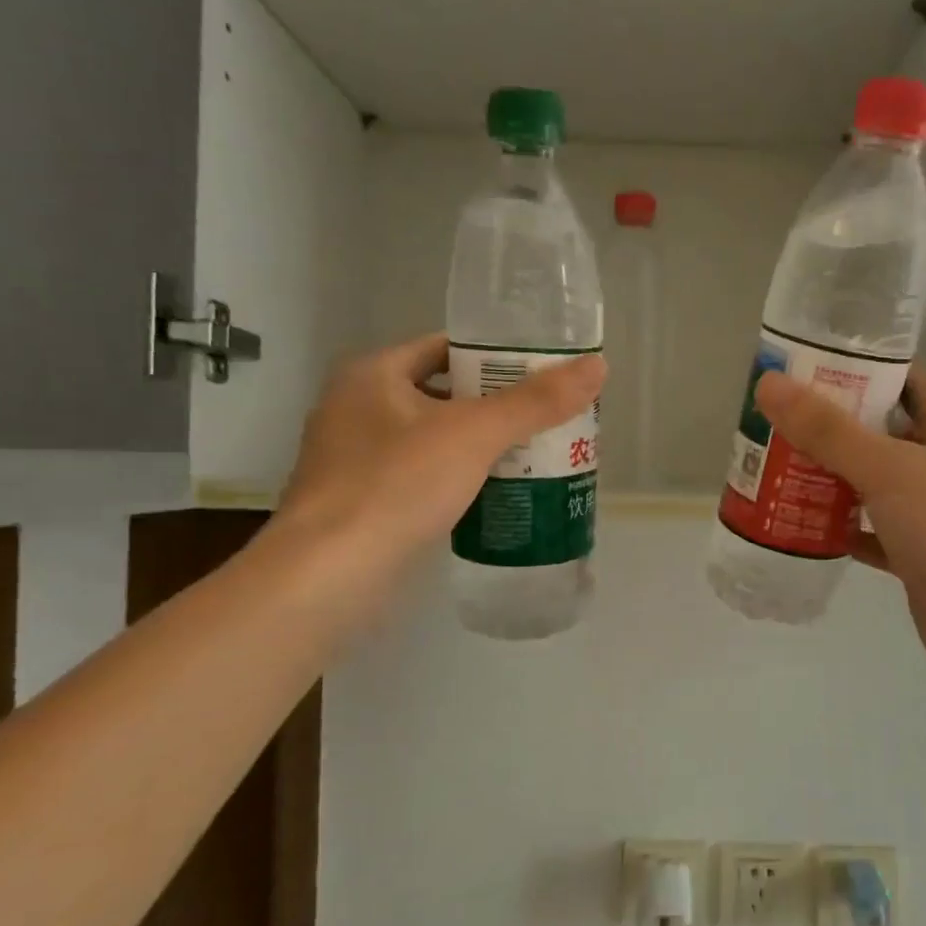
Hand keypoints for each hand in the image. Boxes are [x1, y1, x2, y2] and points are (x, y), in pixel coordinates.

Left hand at [270, 333, 604, 595]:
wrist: (327, 577)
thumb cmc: (396, 486)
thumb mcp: (474, 434)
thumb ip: (536, 402)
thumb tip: (598, 366)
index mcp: (372, 375)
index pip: (443, 347)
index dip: (494, 357)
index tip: (540, 374)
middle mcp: (354, 408)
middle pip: (441, 394)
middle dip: (493, 407)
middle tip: (545, 419)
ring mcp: (352, 460)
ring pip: (430, 440)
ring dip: (475, 447)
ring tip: (530, 457)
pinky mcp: (358, 504)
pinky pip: (419, 477)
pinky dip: (454, 480)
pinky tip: (491, 497)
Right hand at [755, 366, 925, 696]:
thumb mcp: (886, 467)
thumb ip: (827, 429)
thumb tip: (769, 384)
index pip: (902, 381)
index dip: (856, 371)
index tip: (802, 371)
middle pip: (881, 433)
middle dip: (831, 429)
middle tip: (776, 423)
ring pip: (874, 484)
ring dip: (831, 478)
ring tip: (776, 468)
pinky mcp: (920, 554)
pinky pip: (872, 530)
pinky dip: (842, 527)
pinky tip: (801, 525)